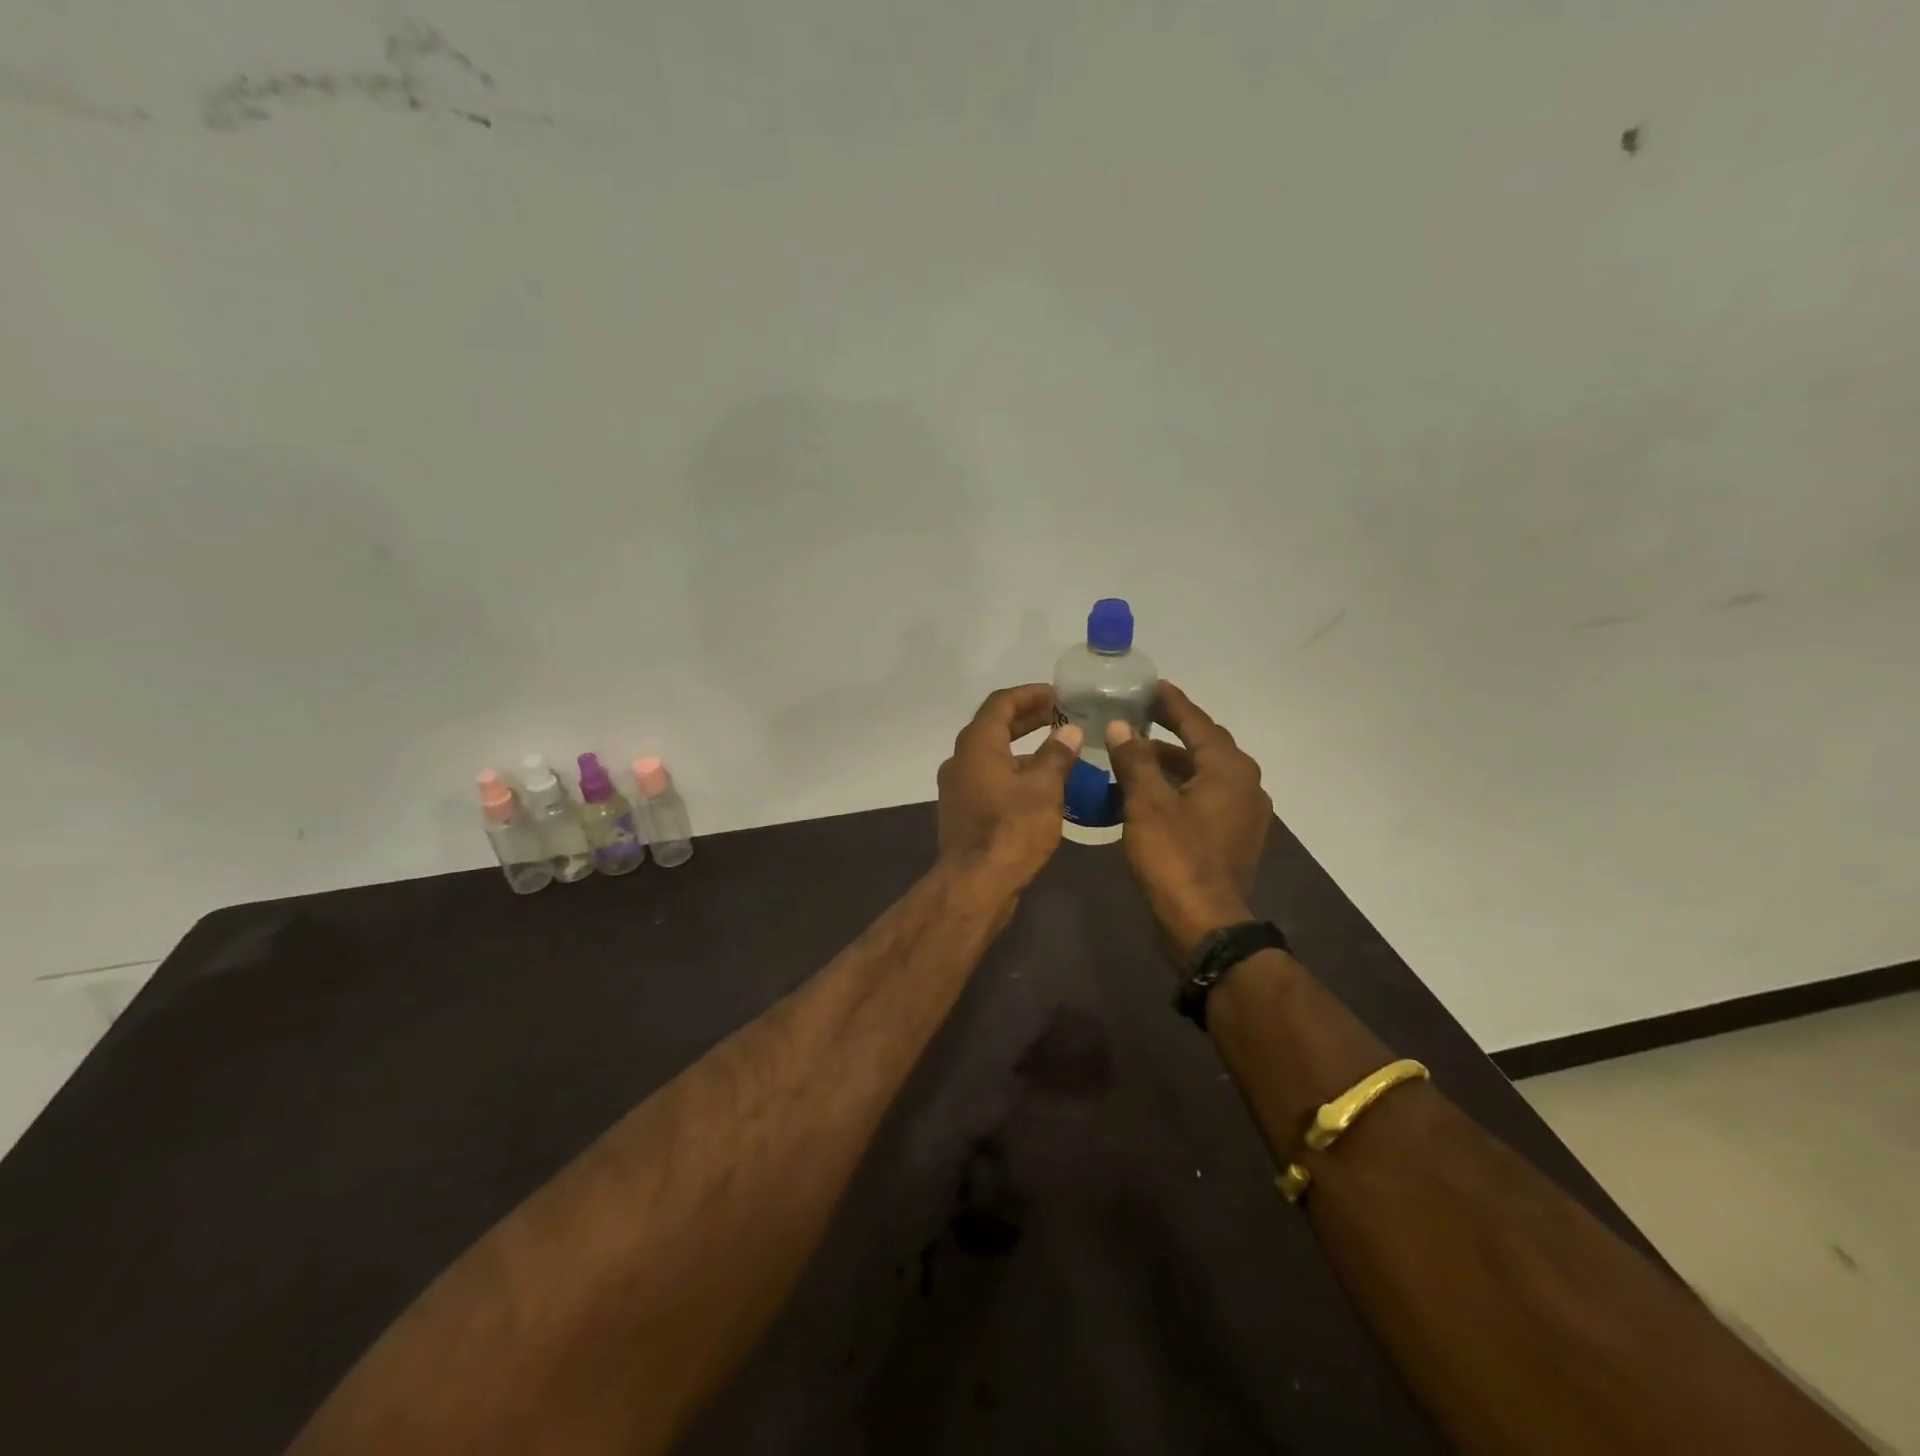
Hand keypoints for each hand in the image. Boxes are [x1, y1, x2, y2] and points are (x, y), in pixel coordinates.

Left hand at [936, 684, 1082, 896]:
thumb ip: (1057, 755)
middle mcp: (961, 760)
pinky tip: (1043, 786)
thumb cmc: (1011, 829)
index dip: (1030, 694)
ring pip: (993, 756)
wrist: (976, 884)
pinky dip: (1015, 773)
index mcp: (976, 745)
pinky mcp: (963, 811)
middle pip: (995, 727)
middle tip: (1062, 716)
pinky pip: (991, 779)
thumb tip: (1070, 731)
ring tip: (1060, 751)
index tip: (1058, 694)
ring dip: (1024, 748)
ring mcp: (959, 787)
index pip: (1001, 703)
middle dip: (1029, 719)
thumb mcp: (1044, 788)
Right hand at [1104, 683, 1272, 964]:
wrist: (1205, 924)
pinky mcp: (1235, 838)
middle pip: (1206, 745)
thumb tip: (1123, 727)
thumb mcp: (1147, 803)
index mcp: (1229, 769)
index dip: (1172, 703)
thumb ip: (1135, 760)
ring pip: (1205, 773)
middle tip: (1142, 714)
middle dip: (1175, 729)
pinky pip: (1206, 797)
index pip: (1198, 723)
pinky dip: (1181, 786)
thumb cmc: (1175, 857)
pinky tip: (1154, 792)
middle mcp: (1245, 785)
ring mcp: (1244, 814)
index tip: (1151, 685)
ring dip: (1175, 760)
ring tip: (1139, 751)